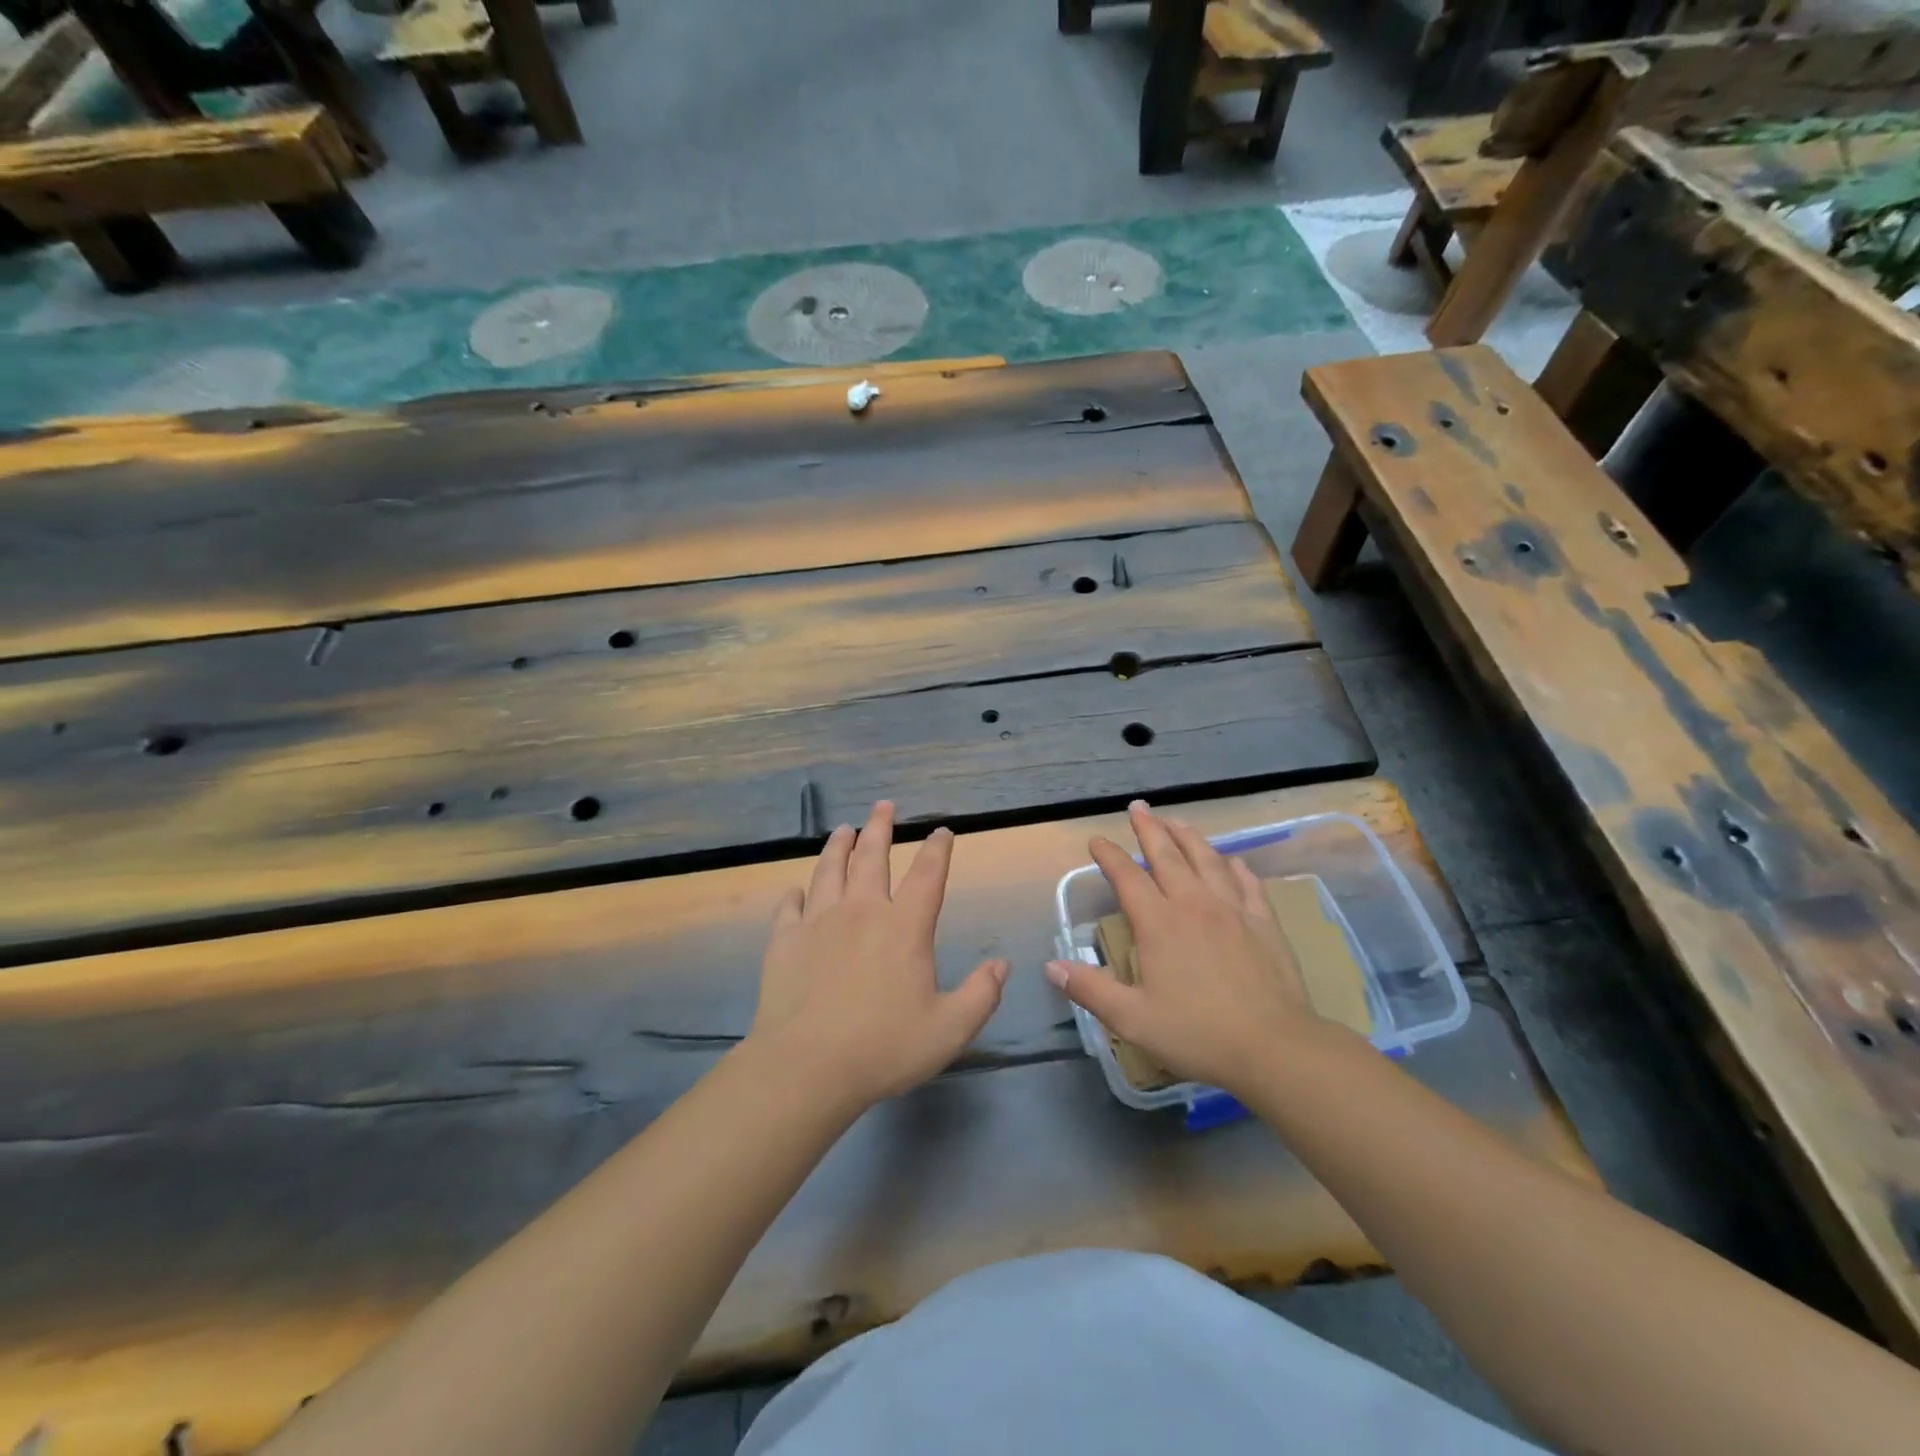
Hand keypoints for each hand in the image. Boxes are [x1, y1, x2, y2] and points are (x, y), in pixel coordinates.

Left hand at [748, 801, 1008, 1113]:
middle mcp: (862, 911)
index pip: (928, 875)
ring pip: (829, 870)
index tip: (942, 831)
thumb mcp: (949, 1029)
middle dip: (880, 827)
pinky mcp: (784, 941)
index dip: (938, 849)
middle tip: (884, 805)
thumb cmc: (884, 1047)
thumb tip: (1001, 965)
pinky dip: (794, 894)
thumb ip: (981, 994)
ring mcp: (818, 922)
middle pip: (872, 857)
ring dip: (839, 846)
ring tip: (843, 829)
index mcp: (904, 927)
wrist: (806, 1067)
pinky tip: (795, 890)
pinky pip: (789, 907)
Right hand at [1046, 801, 1331, 1094]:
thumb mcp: (1132, 1018)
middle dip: (1150, 829)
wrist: (1274, 1046)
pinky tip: (1232, 861)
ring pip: (1208, 860)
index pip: (1127, 877)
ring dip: (1189, 837)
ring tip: (1177, 822)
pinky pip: (1247, 882)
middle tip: (1139, 808)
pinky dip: (1235, 866)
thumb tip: (1052, 966)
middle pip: (1168, 855)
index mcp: (1159, 923)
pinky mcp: (1264, 922)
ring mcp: (1233, 910)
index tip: (1096, 841)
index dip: (1109, 856)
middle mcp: (1194, 904)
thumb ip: (1090, 989)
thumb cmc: (1197, 1033)